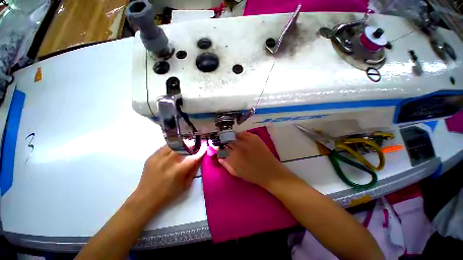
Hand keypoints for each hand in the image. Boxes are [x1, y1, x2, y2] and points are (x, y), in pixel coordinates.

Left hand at [133, 145, 205, 210]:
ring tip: (183, 146)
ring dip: (180, 145)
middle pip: (182, 146)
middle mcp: (168, 162)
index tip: (204, 147)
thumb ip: (193, 170)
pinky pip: (164, 147)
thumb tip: (198, 159)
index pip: (193, 158)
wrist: (145, 198)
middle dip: (190, 144)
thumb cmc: (168, 194)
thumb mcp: (185, 185)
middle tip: (193, 145)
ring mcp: (158, 158)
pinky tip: (172, 151)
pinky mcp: (151, 157)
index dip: (200, 152)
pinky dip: (171, 147)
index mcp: (177, 171)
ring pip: (173, 144)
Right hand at [219, 132, 294, 188]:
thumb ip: (226, 164)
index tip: (217, 147)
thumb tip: (219, 157)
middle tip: (226, 145)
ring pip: (235, 134)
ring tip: (233, 142)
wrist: (270, 172)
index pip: (222, 147)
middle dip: (224, 141)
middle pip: (227, 139)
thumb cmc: (252, 175)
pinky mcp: (255, 137)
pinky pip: (244, 133)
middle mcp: (240, 145)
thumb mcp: (236, 173)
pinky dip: (240, 135)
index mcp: (234, 155)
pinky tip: (241, 140)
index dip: (218, 146)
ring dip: (232, 137)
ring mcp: (248, 140)